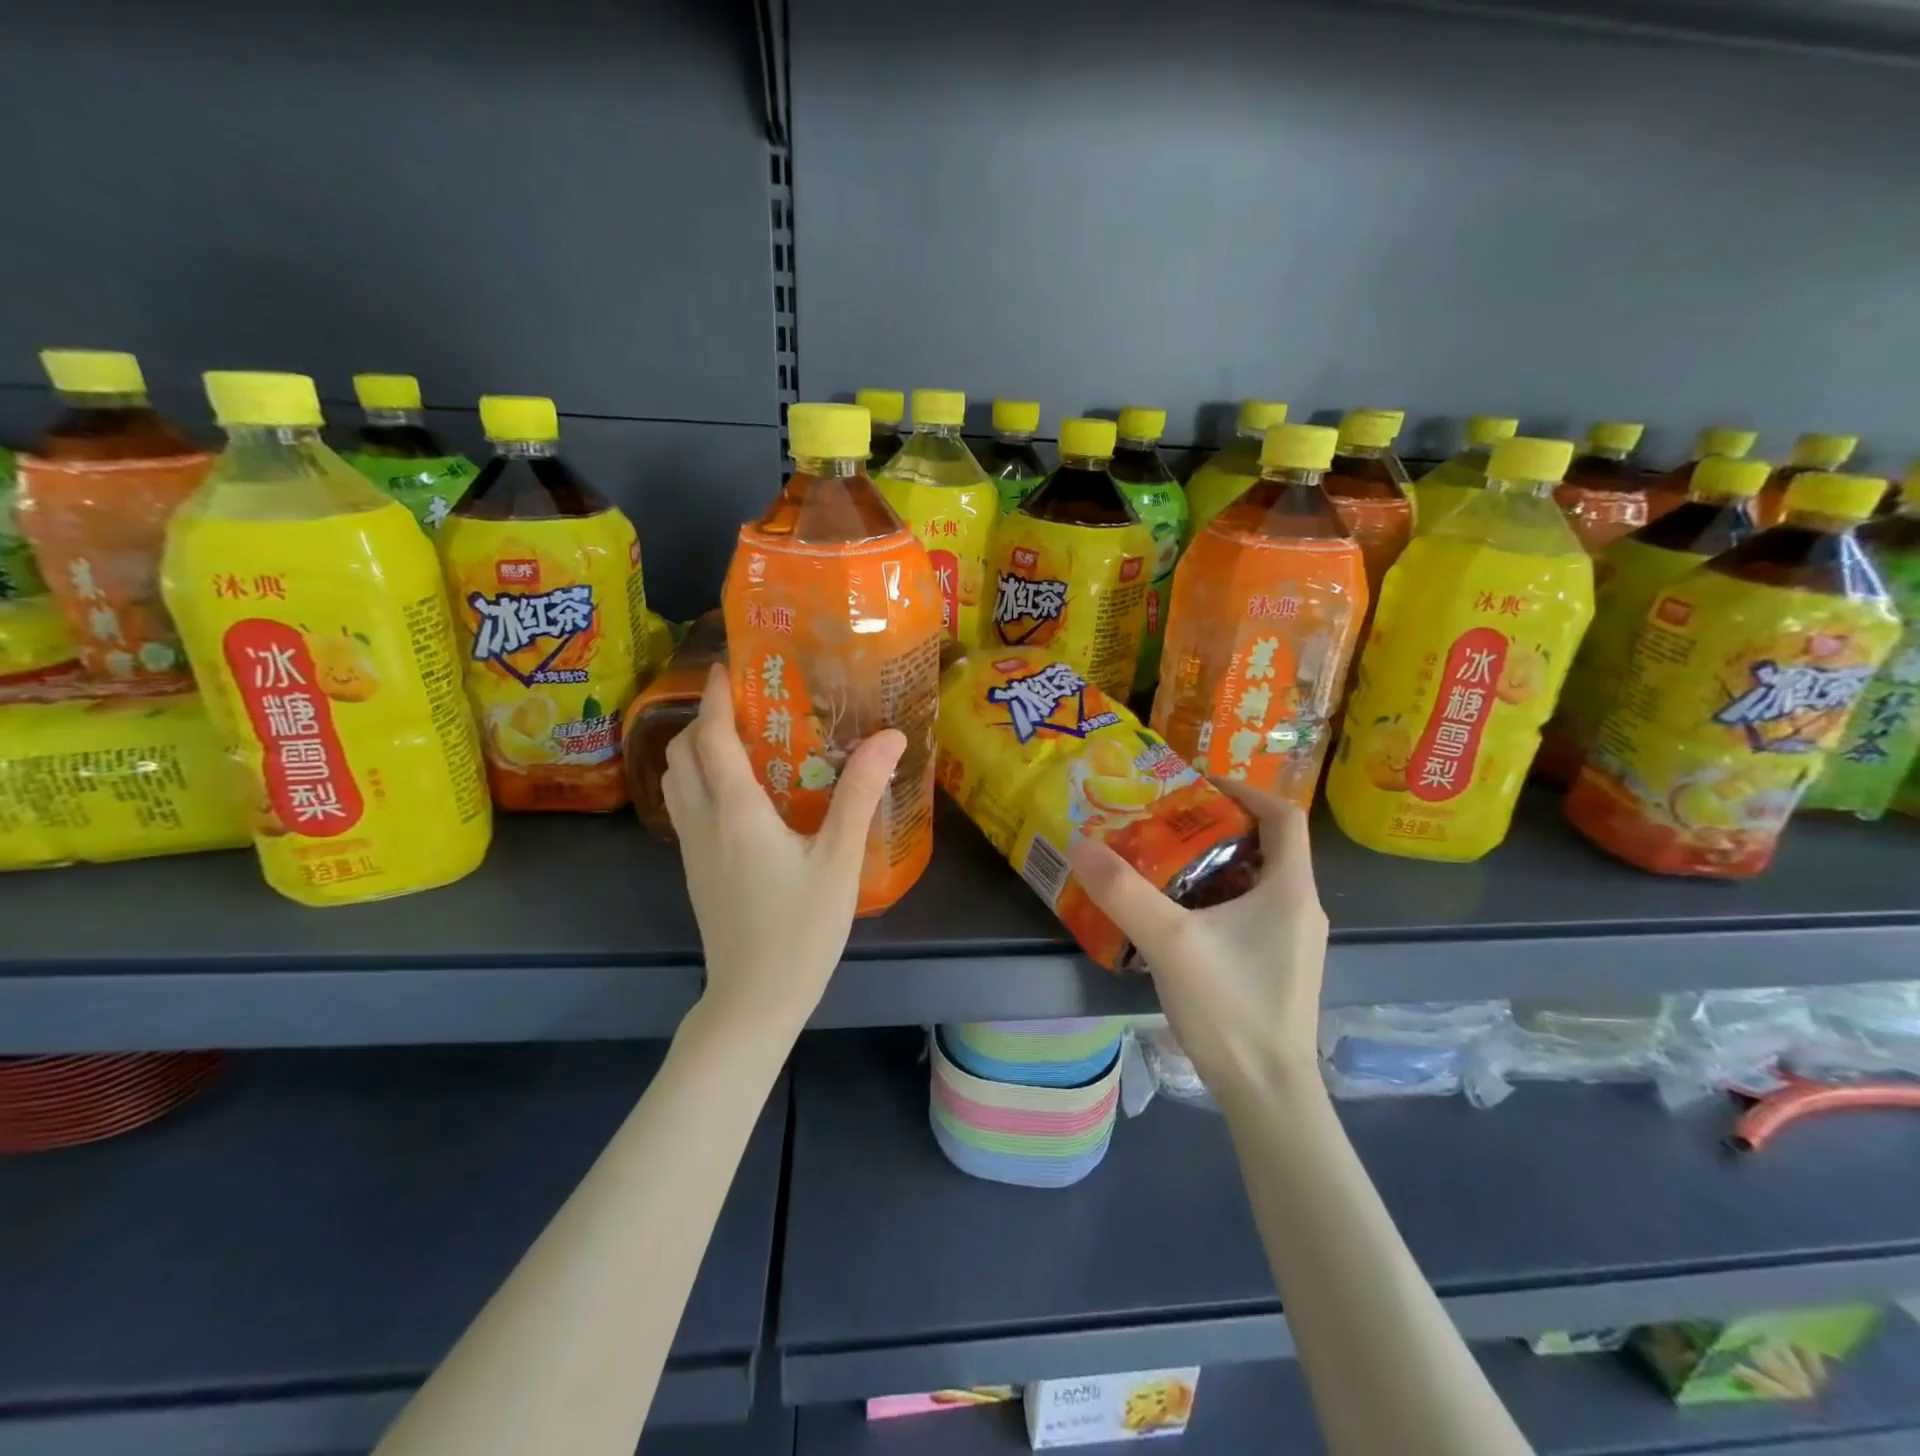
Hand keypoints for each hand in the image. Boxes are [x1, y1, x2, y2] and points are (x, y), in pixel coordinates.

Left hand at [664, 665, 905, 1035]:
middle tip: (743, 704)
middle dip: (702, 719)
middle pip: (681, 753)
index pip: (711, 737)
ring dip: (695, 750)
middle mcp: (704, 821)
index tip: (727, 666)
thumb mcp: (839, 860)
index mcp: (736, 811)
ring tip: (739, 740)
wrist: (754, 1000)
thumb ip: (860, 794)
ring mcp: (693, 849)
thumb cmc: (801, 929)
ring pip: (675, 781)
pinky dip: (698, 780)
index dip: (714, 697)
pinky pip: (684, 807)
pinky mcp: (695, 870)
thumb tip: (890, 737)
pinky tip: (740, 793)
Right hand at [1067, 780, 1327, 1097]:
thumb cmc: (1231, 1007)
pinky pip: (1248, 913)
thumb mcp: (1169, 942)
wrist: (1267, 1094)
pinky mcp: (1277, 966)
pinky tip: (1174, 916)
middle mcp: (1300, 908)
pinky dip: (1214, 899)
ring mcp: (1291, 941)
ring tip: (1160, 862)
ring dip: (1211, 865)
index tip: (1197, 785)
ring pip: (1253, 881)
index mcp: (1291, 889)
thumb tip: (1080, 844)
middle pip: (1265, 846)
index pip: (1284, 815)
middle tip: (1163, 822)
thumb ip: (1123, 892)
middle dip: (1214, 827)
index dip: (1245, 789)